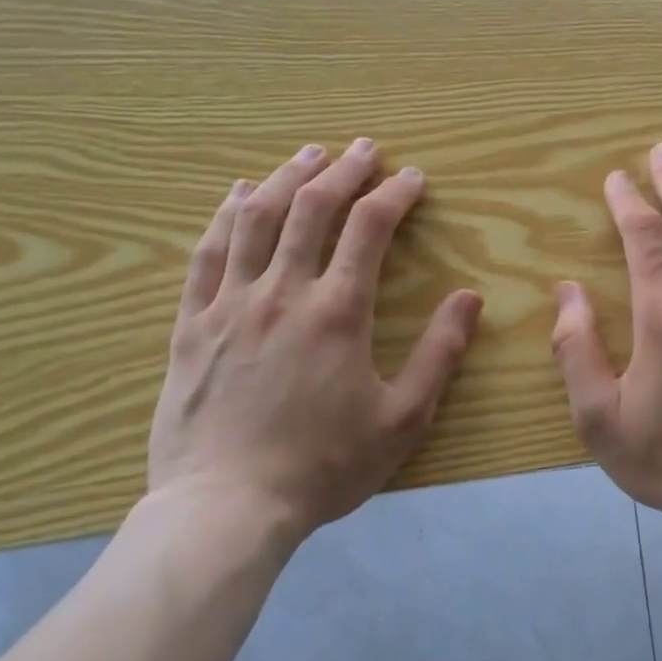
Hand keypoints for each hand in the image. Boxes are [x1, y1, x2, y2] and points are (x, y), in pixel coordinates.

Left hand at [148, 139, 482, 538]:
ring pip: (257, 218)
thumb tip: (469, 297)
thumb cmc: (322, 466)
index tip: (413, 177)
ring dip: (288, 177)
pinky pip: (207, 254)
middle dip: (344, 170)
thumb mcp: (402, 419)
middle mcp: (283, 292)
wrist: (224, 511)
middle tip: (365, 149)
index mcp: (338, 312)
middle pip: (312, 208)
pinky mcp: (192, 324)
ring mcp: (230, 304)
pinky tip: (239, 193)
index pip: (370, 227)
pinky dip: (226, 214)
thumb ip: (440, 354)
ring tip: (309, 153)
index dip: (395, 193)